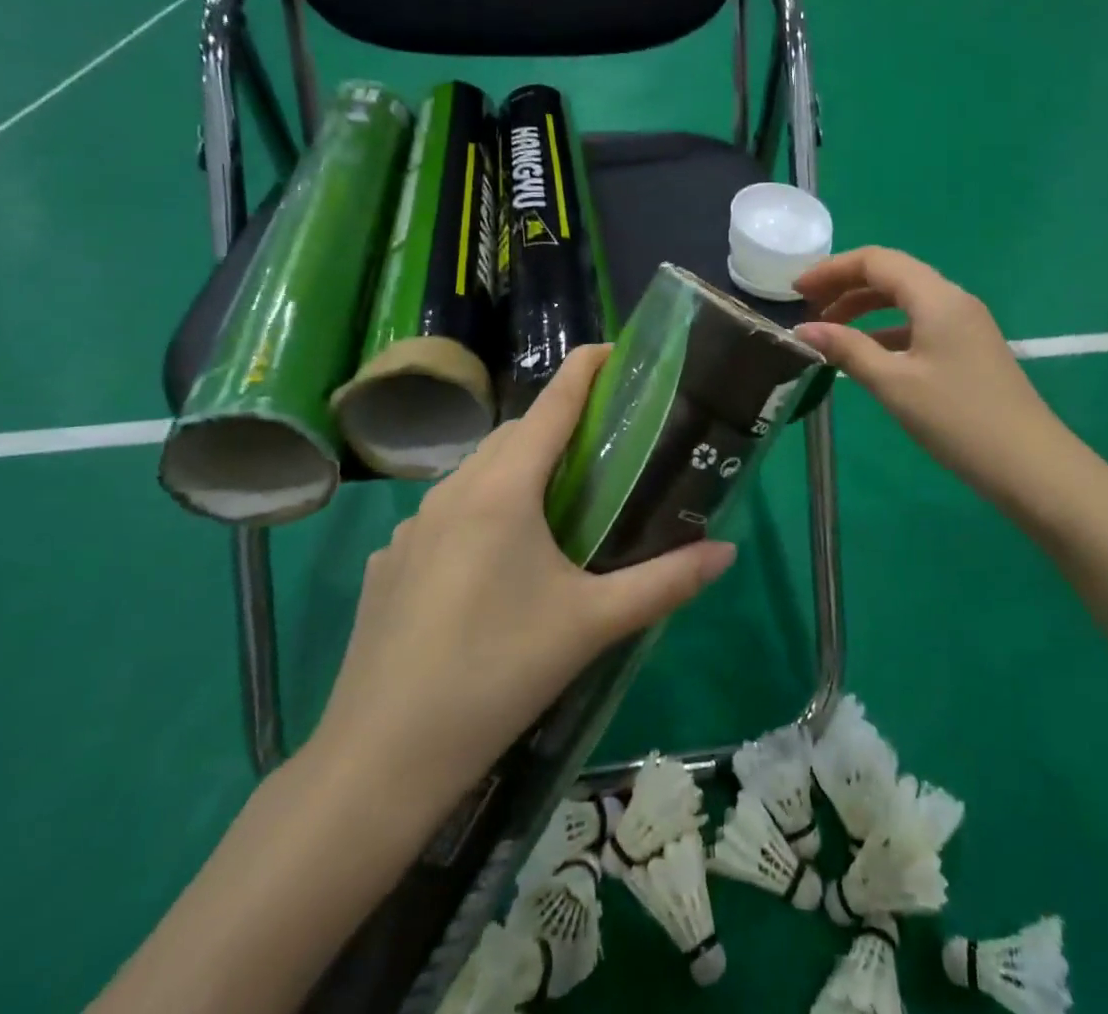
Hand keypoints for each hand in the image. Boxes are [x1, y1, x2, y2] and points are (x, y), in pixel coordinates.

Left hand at [308, 345, 736, 795]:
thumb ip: (665, 582)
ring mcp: (411, 527)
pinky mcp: (390, 564)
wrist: (381, 758)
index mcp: (502, 490)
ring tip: (553, 507)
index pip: (551, 405)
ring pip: (475, 475)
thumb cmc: (497, 673)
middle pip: (512, 436)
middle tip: (600, 448)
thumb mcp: (592, 624)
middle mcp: (452, 492)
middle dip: (556, 426)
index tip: (614, 349)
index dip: (584, 370)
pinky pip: (445, 516)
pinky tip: (493, 567)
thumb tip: (727, 551)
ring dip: (516, 470)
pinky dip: (479, 513)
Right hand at [794, 247, 1070, 518]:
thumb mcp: (894, 383)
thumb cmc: (957, 419)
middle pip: (892, 274)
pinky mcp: (969, 349)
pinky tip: (867, 354)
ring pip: (906, 300)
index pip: (876, 261)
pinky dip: (886, 330)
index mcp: (937, 297)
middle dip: (845, 286)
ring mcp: (965, 324)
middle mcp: (953, 300)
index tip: (796, 291)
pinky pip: (919, 324)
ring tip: (830, 332)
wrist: (1030, 465)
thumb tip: (803, 330)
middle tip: (809, 310)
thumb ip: (846, 349)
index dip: (832, 270)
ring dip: (864, 308)